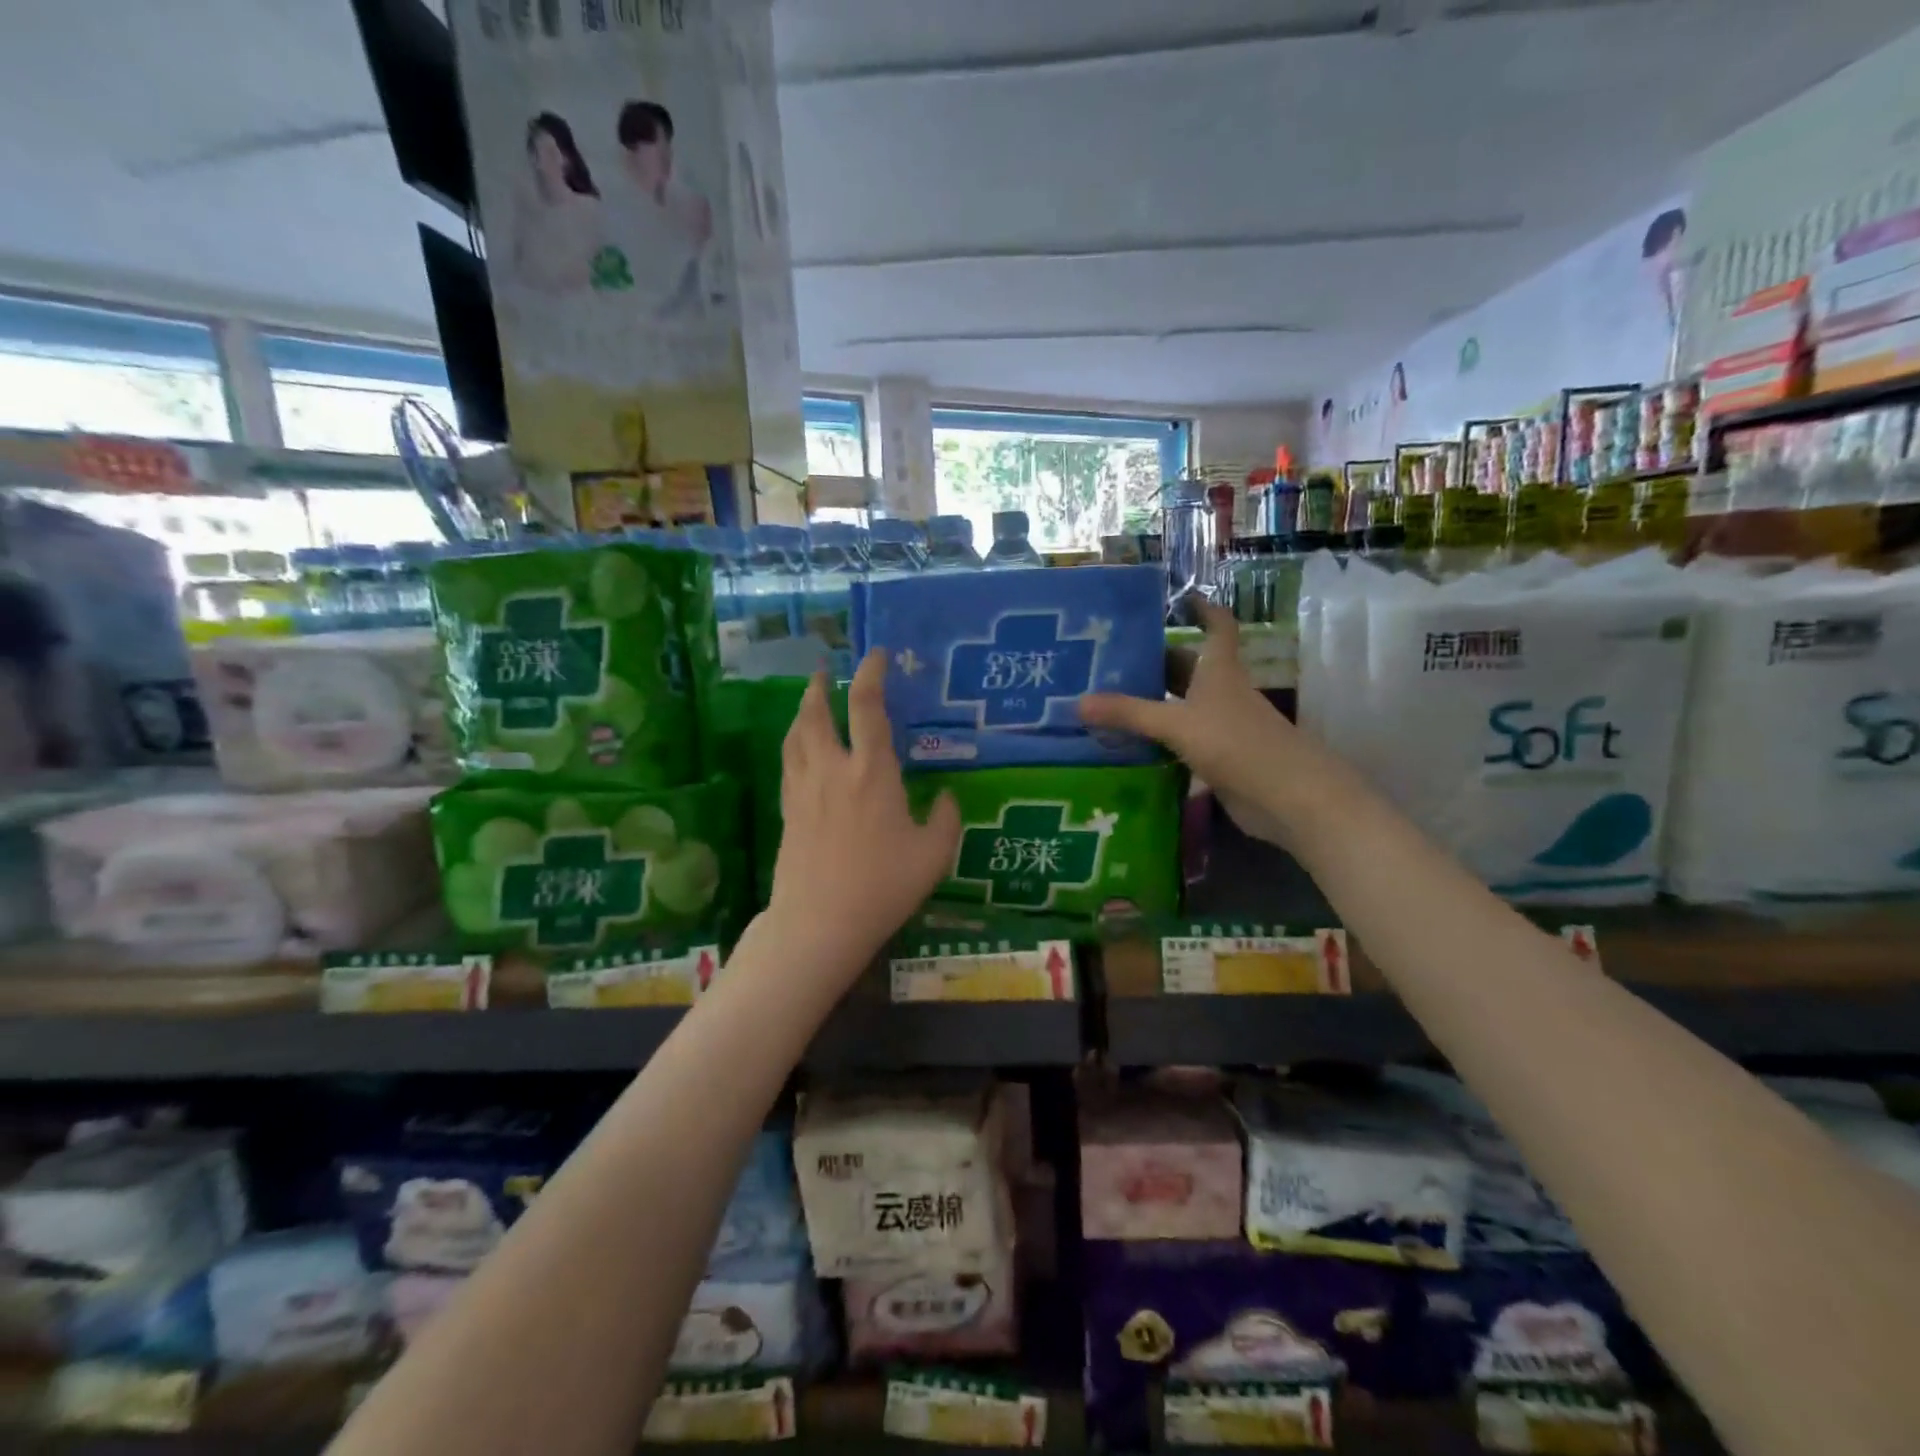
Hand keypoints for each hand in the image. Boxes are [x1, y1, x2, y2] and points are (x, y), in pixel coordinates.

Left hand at [765, 650, 961, 972]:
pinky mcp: (788, 811)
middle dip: (819, 687)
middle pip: (816, 713)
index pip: (866, 707)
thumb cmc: (883, 886)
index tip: (875, 655)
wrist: (819, 922)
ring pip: (795, 736)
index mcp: (871, 772)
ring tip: (808, 701)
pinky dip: (794, 744)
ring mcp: (804, 789)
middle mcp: (833, 770)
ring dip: (801, 711)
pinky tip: (800, 750)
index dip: (870, 674)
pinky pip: (788, 764)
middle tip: (822, 671)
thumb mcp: (933, 855)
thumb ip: (947, 819)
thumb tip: (948, 796)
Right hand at [1080, 601, 1327, 846]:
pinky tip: (1127, 741)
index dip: (1204, 609)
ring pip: (1181, 704)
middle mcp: (1221, 691)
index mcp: (1219, 669)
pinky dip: (1158, 736)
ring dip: (1152, 701)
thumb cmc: (1235, 743)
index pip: (1217, 626)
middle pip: (1188, 667)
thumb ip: (1129, 713)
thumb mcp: (1177, 723)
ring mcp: (1220, 725)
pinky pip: (1180, 738)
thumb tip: (1077, 701)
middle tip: (1111, 660)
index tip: (1180, 598)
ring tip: (1107, 698)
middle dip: (1156, 661)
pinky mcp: (1217, 756)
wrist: (1285, 796)